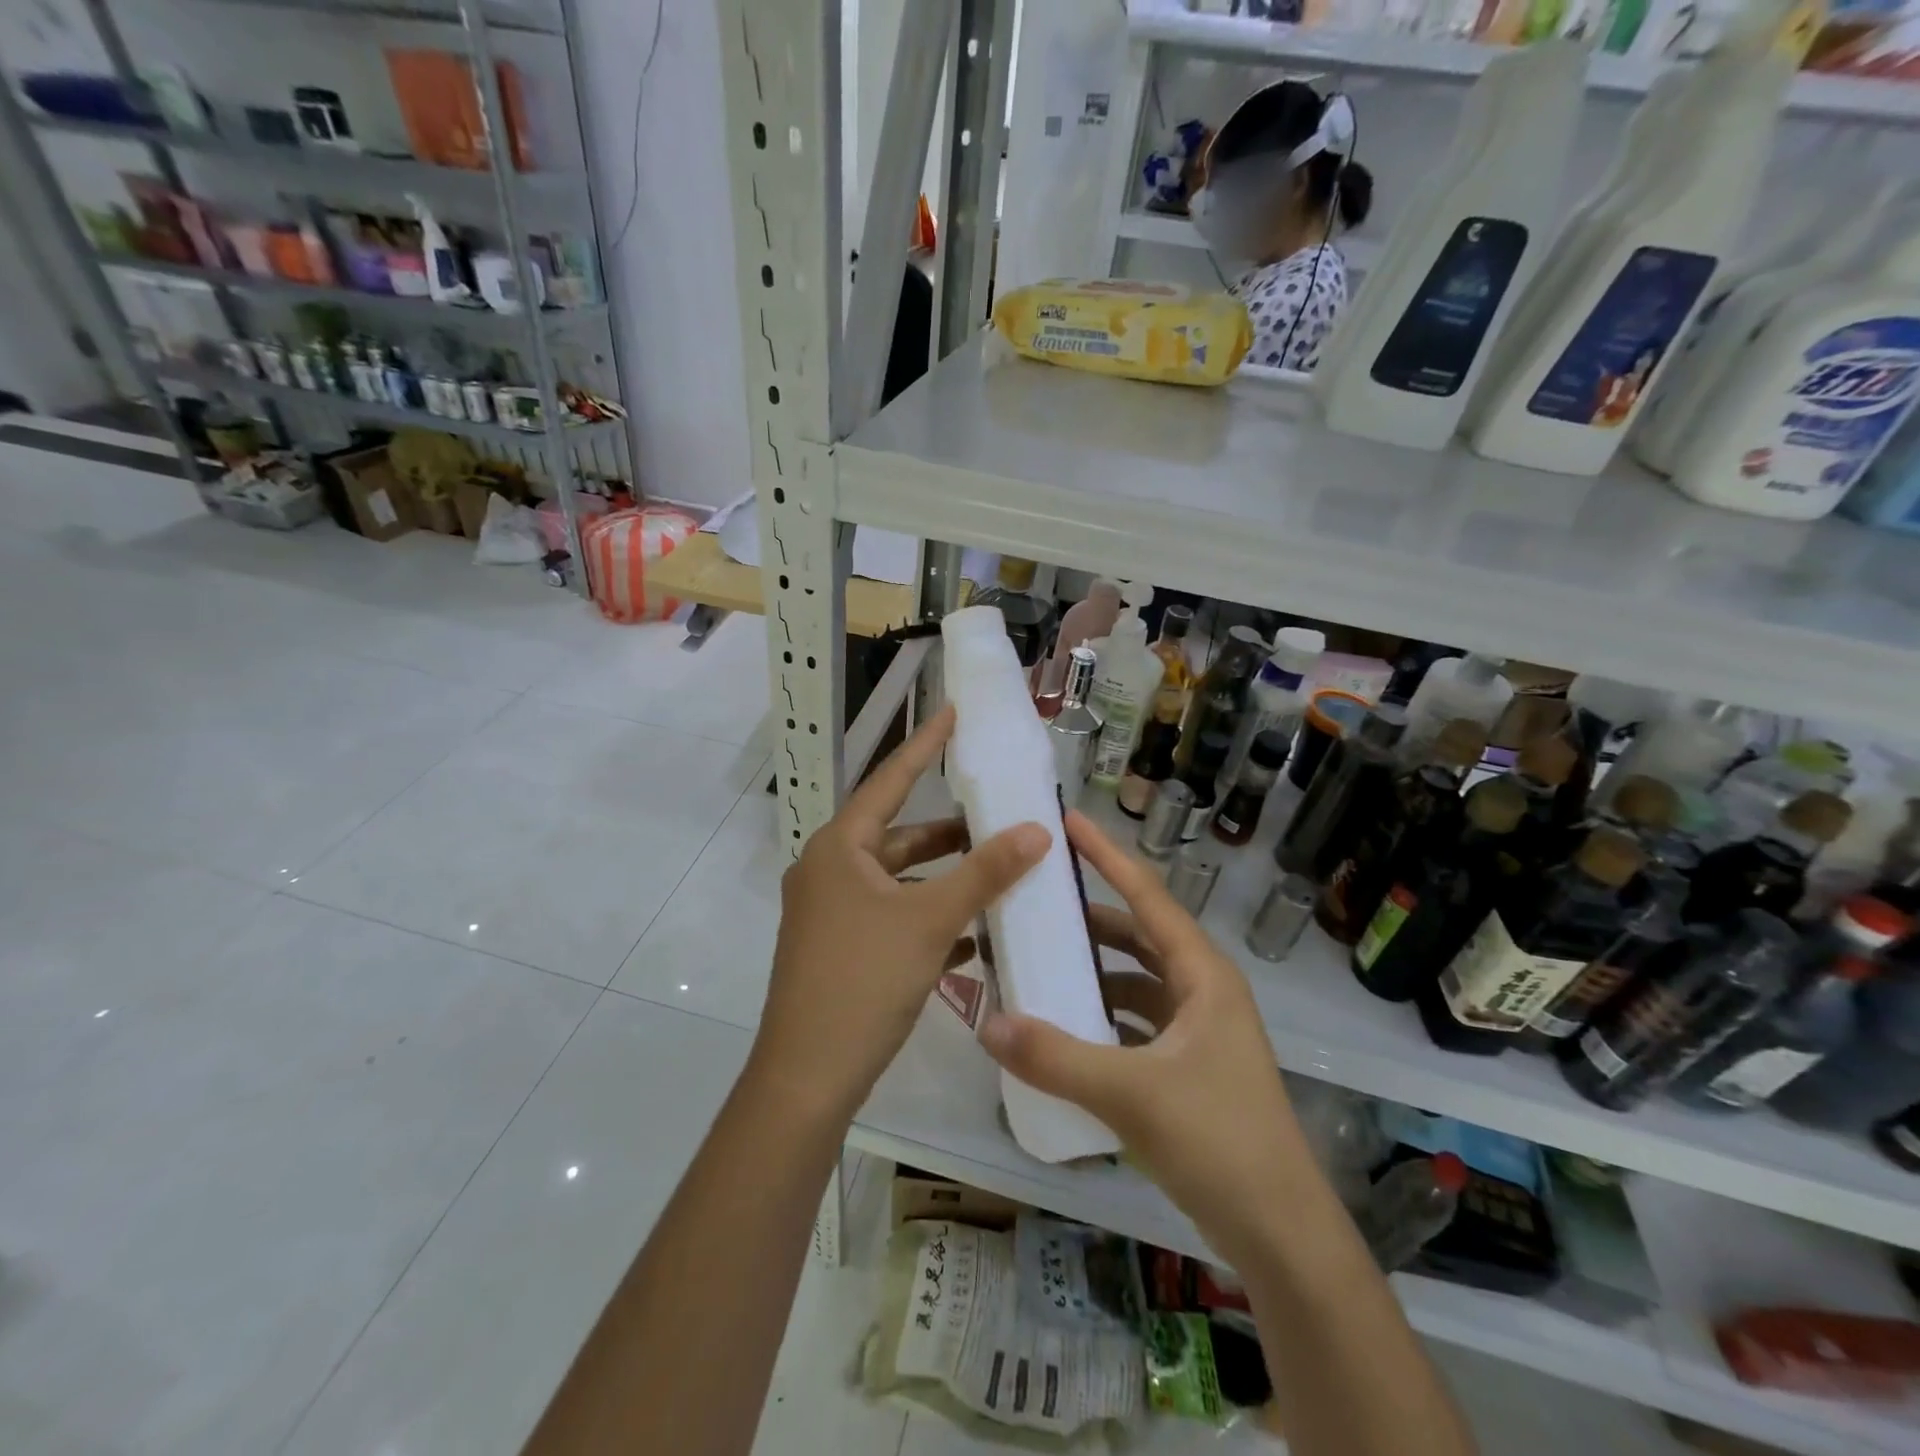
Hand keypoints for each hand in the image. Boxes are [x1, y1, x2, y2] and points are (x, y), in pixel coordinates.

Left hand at [752, 705, 1050, 1124]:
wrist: (808, 1076)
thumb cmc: (863, 979)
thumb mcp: (930, 920)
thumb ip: (985, 872)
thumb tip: (1038, 829)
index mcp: (840, 847)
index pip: (891, 780)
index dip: (924, 745)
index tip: (953, 714)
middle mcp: (830, 870)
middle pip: (898, 835)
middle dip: (948, 830)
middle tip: (996, 814)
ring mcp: (832, 912)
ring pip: (899, 880)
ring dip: (944, 878)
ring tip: (996, 870)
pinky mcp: (841, 947)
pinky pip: (892, 916)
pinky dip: (929, 915)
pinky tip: (972, 931)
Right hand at [980, 810, 1312, 1266]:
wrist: (1282, 1234)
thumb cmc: (1219, 1142)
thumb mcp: (1131, 1095)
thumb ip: (1056, 1058)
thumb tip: (987, 1023)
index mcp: (1203, 975)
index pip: (1147, 895)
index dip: (1107, 856)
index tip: (1069, 821)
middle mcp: (1204, 990)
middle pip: (1140, 934)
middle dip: (1091, 917)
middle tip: (1036, 902)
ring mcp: (1200, 1030)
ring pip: (1138, 980)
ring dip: (1095, 970)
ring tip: (1041, 963)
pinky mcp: (1191, 1066)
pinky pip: (1138, 1020)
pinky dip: (1104, 1015)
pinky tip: (1067, 1028)